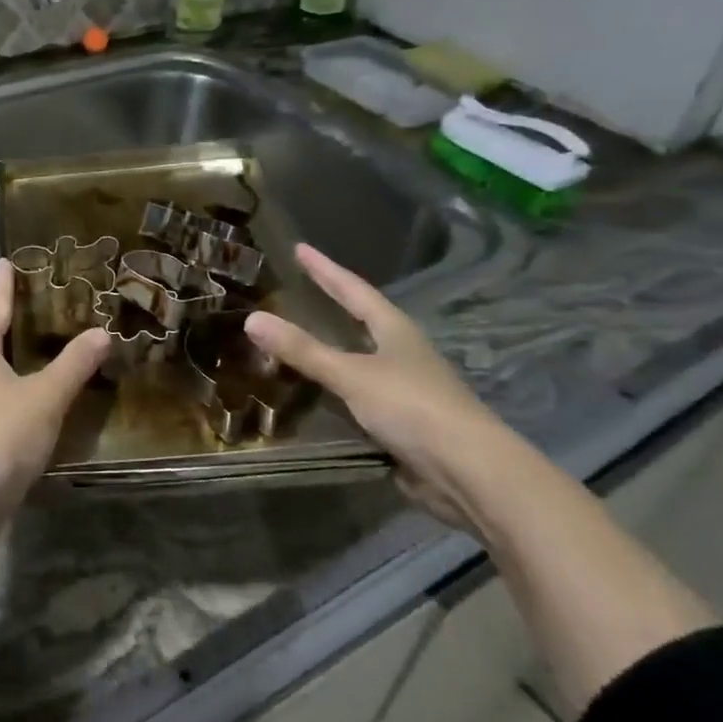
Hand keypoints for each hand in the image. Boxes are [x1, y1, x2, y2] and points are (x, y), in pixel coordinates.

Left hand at [0, 259, 109, 553]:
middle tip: (25, 304)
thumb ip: (74, 364)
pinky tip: (18, 395)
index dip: (2, 284)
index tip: (5, 261)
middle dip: (1, 318)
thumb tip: (102, 332)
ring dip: (0, 354)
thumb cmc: (0, 435)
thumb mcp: (46, 396)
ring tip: (23, 347)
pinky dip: (3, 385)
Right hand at [246, 244, 514, 525]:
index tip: (300, 248)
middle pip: (363, 320)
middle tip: (302, 289)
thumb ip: (303, 350)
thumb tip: (252, 319)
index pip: (353, 289)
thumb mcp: (351, 375)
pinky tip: (317, 397)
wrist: (470, 472)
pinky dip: (337, 391)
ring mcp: (407, 389)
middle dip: (334, 305)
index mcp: (395, 330)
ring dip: (333, 351)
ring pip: (362, 360)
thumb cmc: (413, 407)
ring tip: (301, 340)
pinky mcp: (405, 423)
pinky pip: (360, 398)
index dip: (325, 269)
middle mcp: (403, 353)